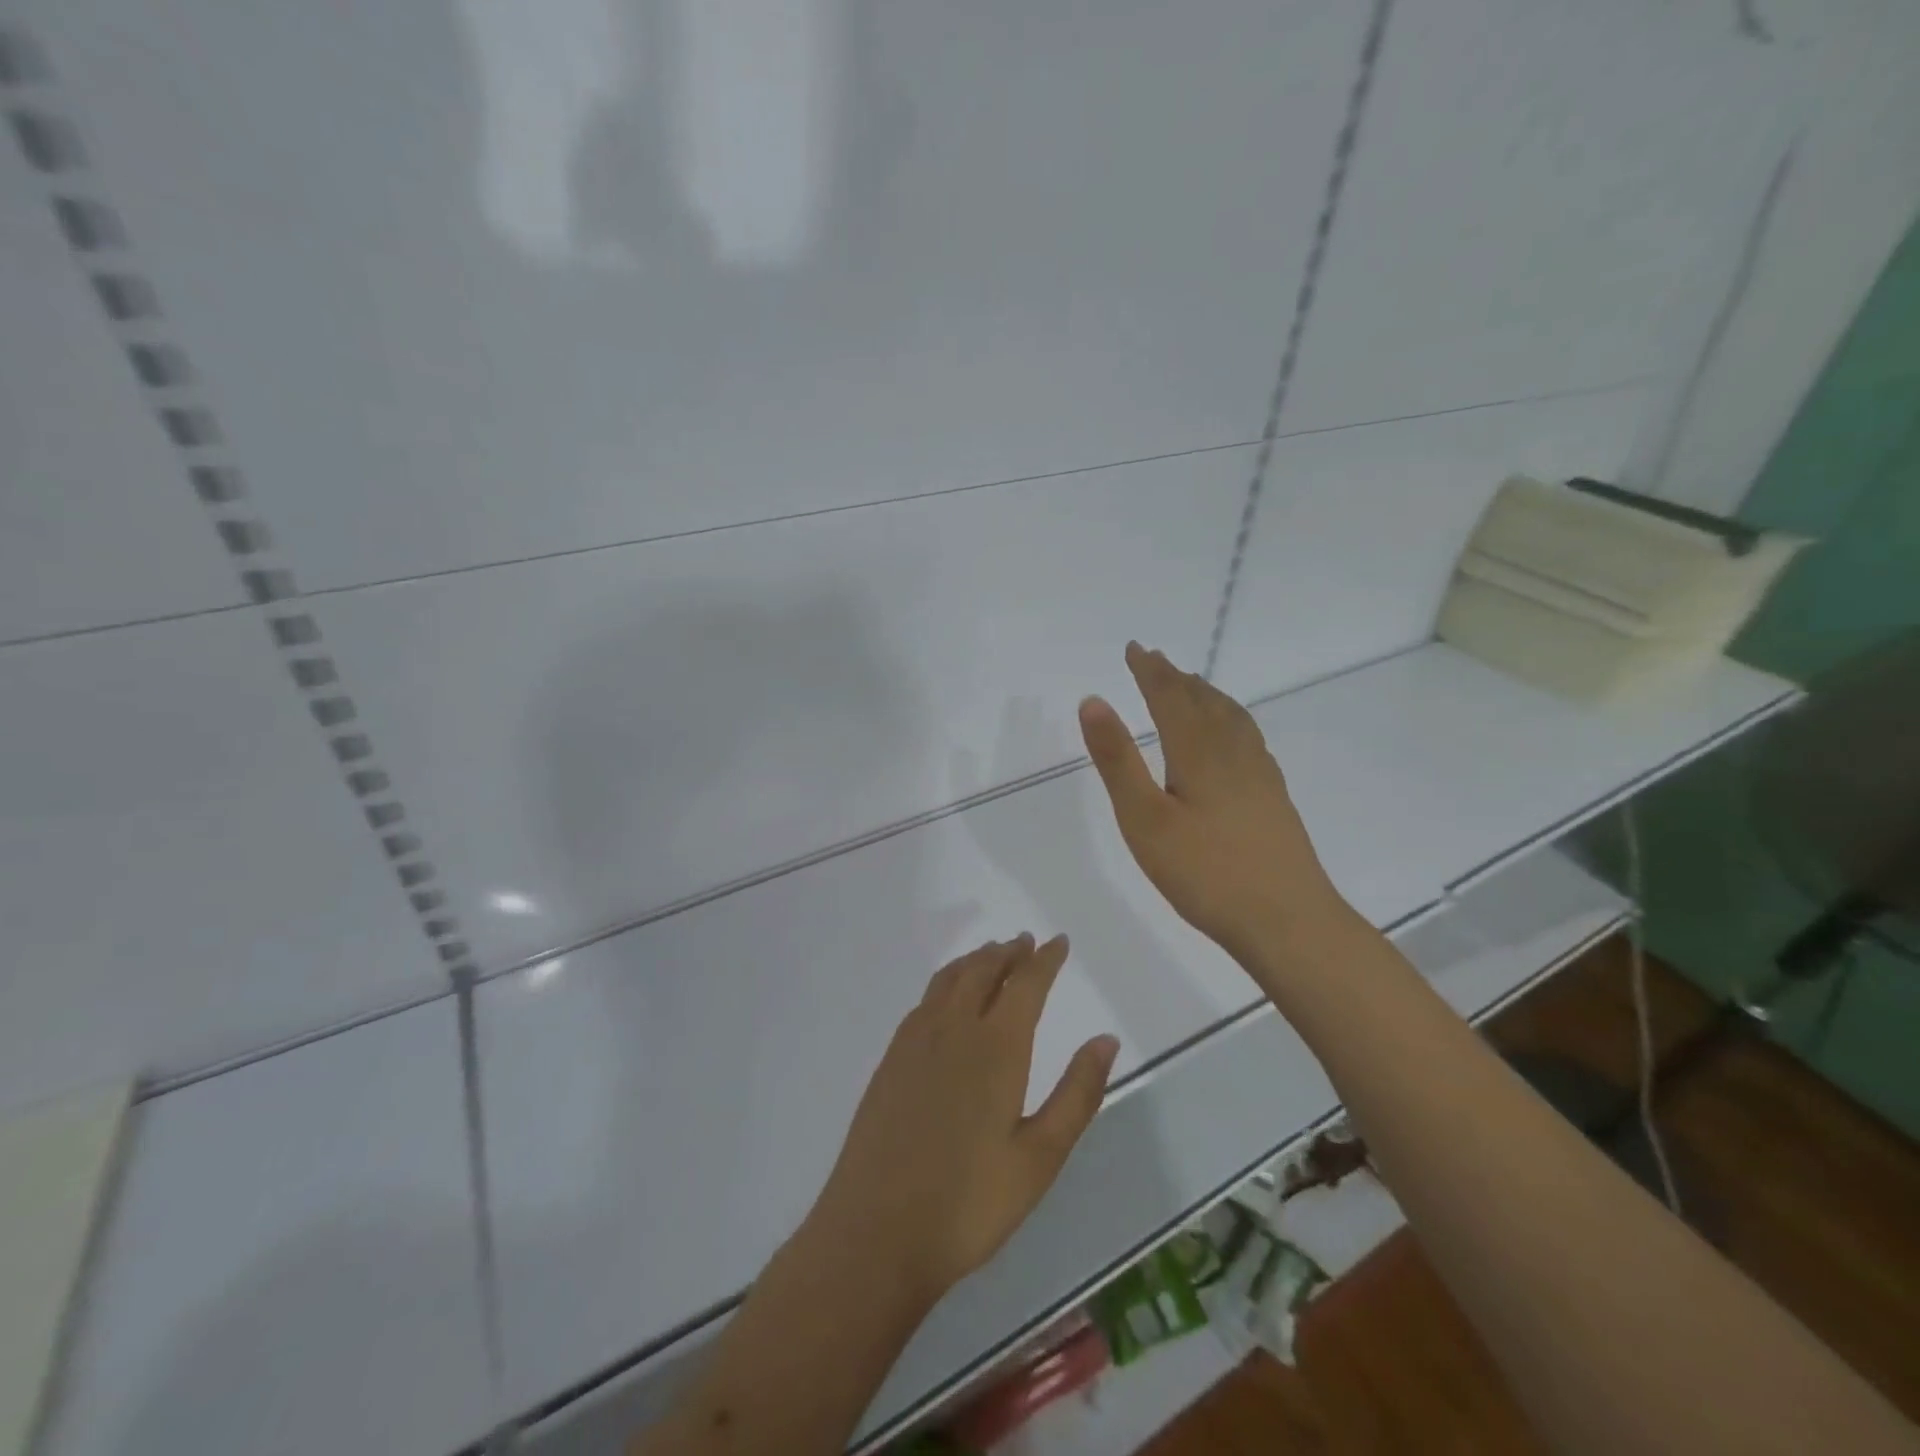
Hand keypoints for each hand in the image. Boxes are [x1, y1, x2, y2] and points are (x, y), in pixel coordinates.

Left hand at [807, 936, 1120, 1304]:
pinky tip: (947, 998)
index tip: (1059, 942)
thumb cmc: (970, 1203)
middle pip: (984, 970)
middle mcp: (954, 1028)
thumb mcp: (1040, 1157)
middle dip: (1008, 952)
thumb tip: (1106, 1040)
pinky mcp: (890, 1059)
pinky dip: (946, 982)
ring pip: (950, 979)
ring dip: (975, 961)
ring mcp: (915, 1040)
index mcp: (996, 1046)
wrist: (876, 1231)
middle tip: (1025, 943)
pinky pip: (925, 1000)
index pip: (1026, 984)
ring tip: (991, 955)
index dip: (1045, 959)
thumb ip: (1077, 1094)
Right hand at [1078, 642, 1347, 967]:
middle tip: (1155, 660)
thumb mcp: (1144, 819)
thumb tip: (1094, 700)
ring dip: (1206, 694)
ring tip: (1192, 685)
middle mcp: (1232, 751)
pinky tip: (1232, 737)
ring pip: (1230, 717)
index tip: (1134, 649)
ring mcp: (1259, 774)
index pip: (1170, 697)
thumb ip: (1117, 760)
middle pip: (1203, 701)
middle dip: (1175, 678)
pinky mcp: (1273, 796)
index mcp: (1198, 751)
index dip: (1150, 671)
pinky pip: (1248, 737)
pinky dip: (1230, 719)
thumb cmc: (1205, 873)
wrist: (1288, 920)